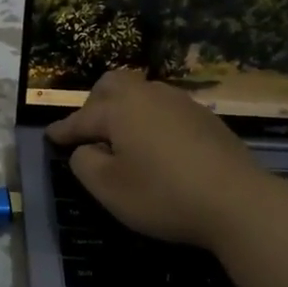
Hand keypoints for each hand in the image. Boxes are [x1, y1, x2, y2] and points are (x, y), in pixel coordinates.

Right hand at [46, 70, 287, 247]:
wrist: (238, 201)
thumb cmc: (163, 195)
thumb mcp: (109, 189)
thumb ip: (84, 163)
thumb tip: (86, 148)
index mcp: (119, 108)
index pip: (81, 118)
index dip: (63, 130)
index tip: (49, 137)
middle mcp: (147, 94)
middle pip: (112, 85)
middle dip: (94, 104)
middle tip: (89, 131)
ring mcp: (180, 102)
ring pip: (141, 92)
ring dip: (125, 108)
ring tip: (123, 136)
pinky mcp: (205, 116)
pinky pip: (165, 107)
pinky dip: (151, 118)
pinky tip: (157, 142)